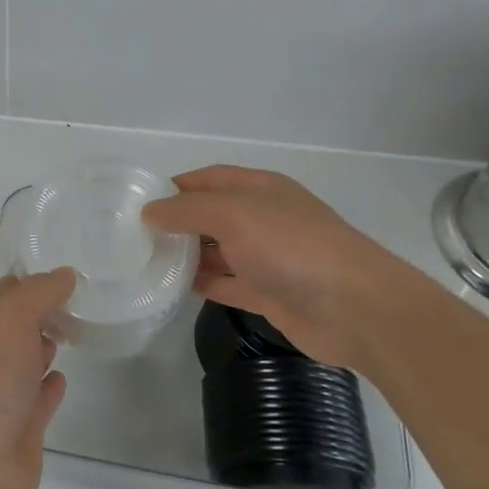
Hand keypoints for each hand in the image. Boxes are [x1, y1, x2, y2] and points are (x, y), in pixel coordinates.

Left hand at [0, 270, 74, 488]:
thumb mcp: (9, 317)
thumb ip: (39, 293)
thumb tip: (65, 275)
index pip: (1, 292)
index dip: (33, 283)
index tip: (69, 278)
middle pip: (13, 326)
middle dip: (41, 313)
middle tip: (80, 303)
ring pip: (24, 362)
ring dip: (43, 346)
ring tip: (75, 333)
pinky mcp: (18, 431)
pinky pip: (37, 400)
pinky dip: (50, 387)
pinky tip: (64, 378)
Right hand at [142, 166, 436, 370]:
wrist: (356, 309)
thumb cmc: (292, 247)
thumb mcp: (234, 215)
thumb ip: (187, 211)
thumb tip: (149, 211)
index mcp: (259, 188)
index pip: (208, 179)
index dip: (174, 187)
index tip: (138, 202)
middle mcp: (261, 218)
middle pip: (209, 214)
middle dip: (175, 222)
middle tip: (132, 236)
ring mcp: (266, 257)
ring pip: (215, 250)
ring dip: (184, 254)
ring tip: (143, 261)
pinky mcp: (268, 293)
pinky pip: (225, 283)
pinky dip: (201, 283)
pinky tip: (170, 287)